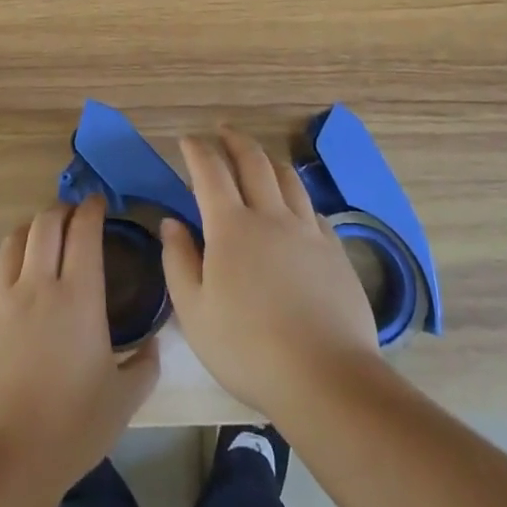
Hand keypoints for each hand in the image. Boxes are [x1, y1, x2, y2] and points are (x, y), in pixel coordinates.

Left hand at [0, 196, 159, 492]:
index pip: (84, 231)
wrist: (3, 461)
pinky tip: (5, 283)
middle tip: (70, 216)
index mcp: (78, 296)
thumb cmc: (71, 429)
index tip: (97, 203)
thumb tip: (155, 344)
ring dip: (29, 232)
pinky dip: (0, 271)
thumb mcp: (123, 401)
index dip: (91, 209)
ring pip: (12, 243)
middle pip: (45, 224)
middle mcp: (37, 285)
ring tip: (37, 239)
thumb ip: (145, 365)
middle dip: (60, 210)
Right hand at [160, 127, 379, 418]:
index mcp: (231, 227)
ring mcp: (308, 231)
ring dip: (268, 159)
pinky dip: (297, 196)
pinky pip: (312, 209)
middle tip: (223, 130)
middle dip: (234, 140)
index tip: (187, 140)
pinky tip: (295, 206)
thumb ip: (178, 261)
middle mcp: (271, 216)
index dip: (197, 151)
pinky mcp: (335, 251)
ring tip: (258, 157)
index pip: (210, 172)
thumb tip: (172, 222)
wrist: (326, 377)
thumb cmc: (247, 348)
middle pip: (253, 162)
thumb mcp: (194, 312)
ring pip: (288, 178)